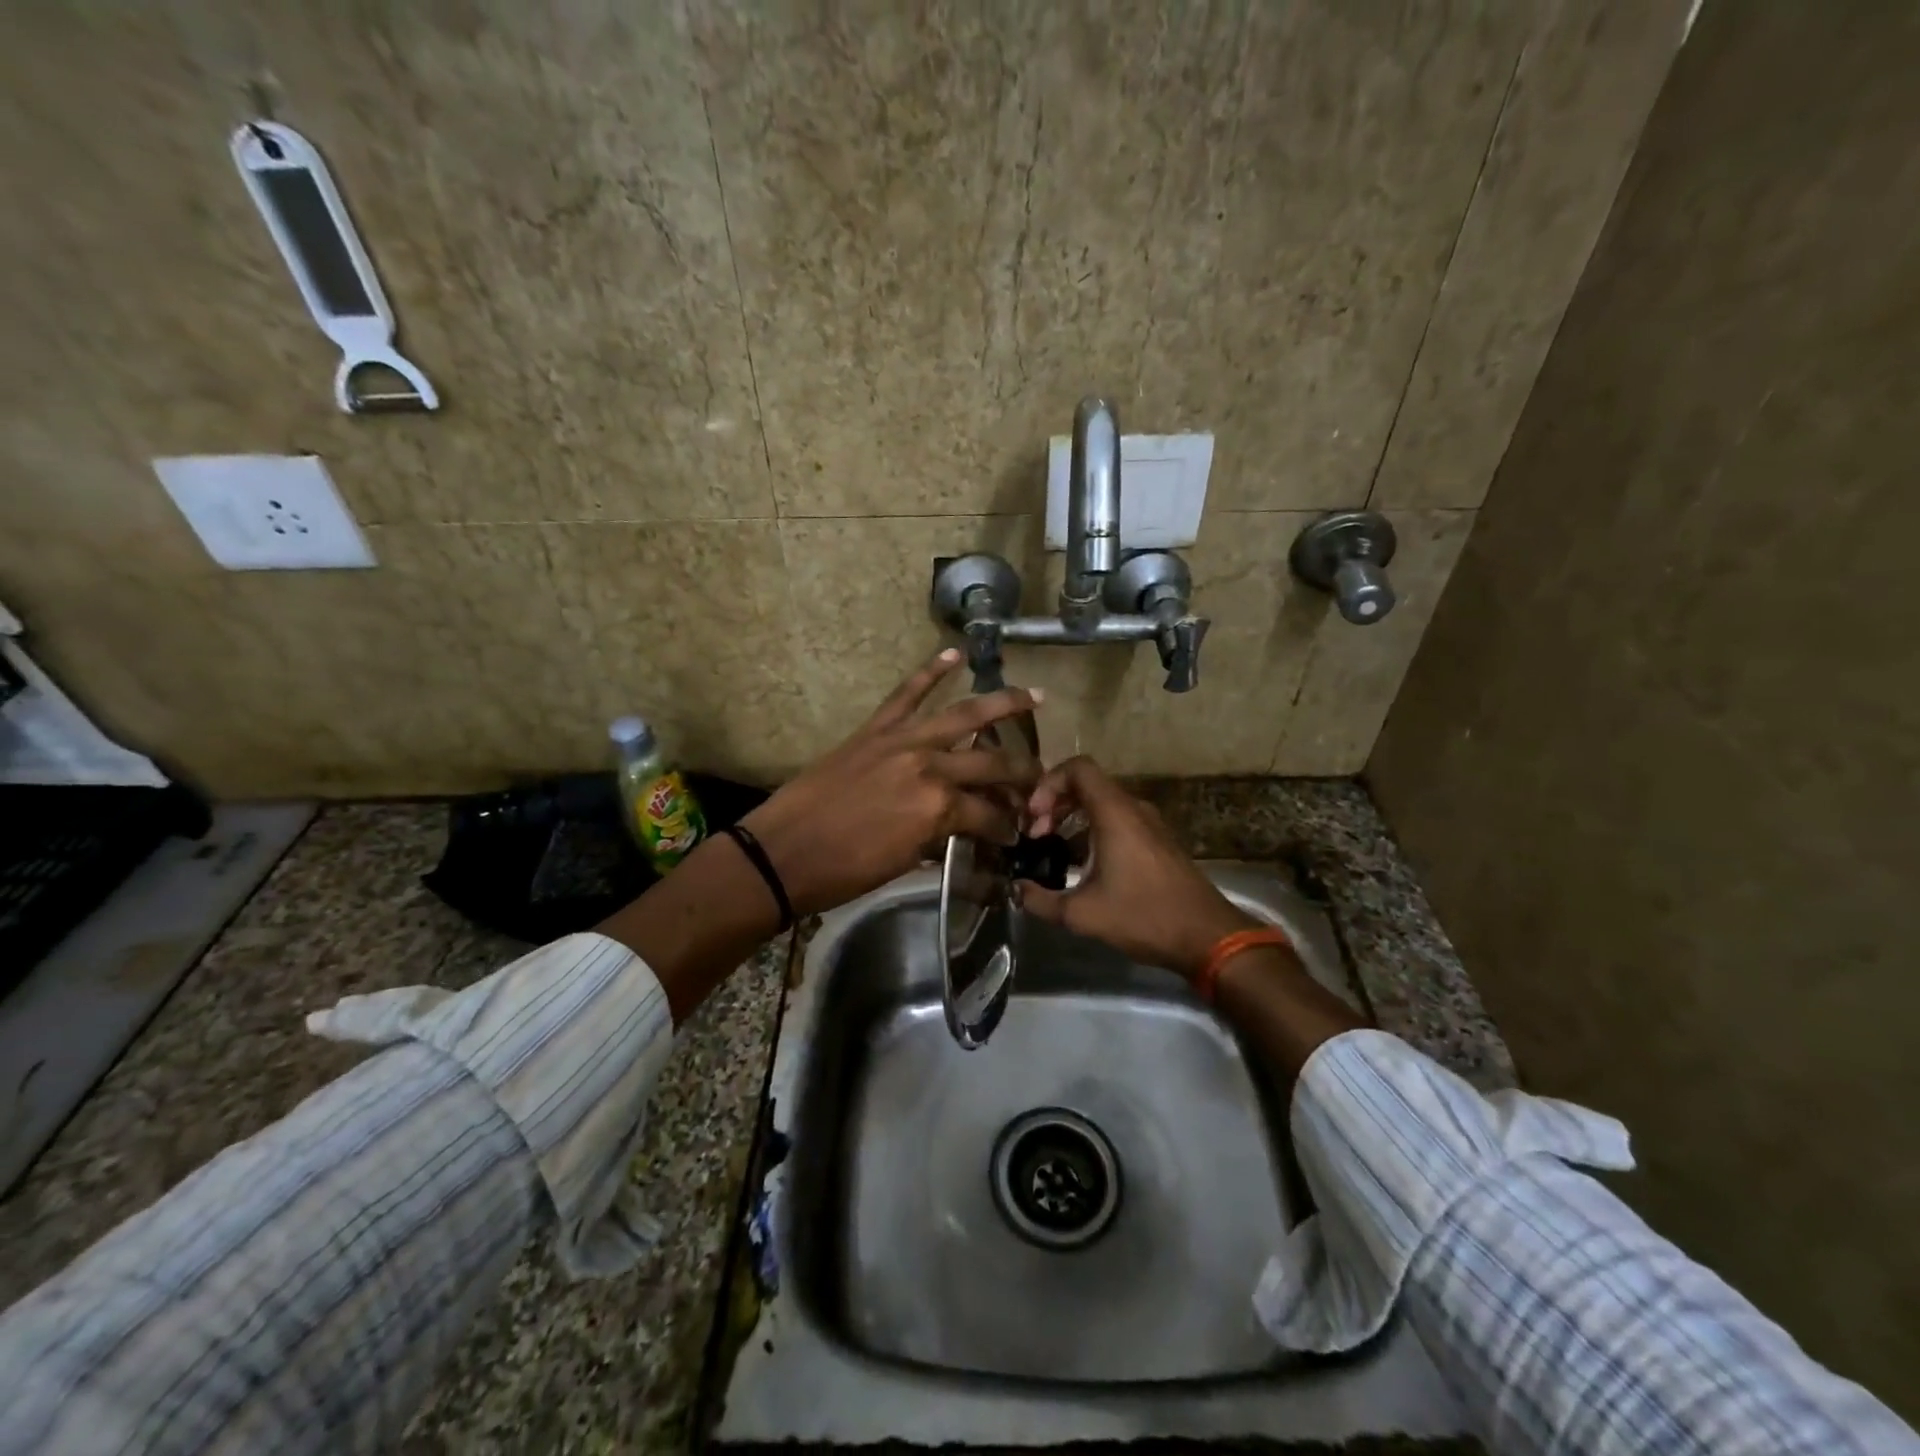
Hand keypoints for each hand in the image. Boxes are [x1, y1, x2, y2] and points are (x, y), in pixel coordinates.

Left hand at [741, 650, 1042, 916]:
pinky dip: (930, 671)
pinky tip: (954, 654)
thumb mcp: (904, 862)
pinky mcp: (875, 729)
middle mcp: (930, 766)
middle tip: (1039, 778)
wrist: (783, 852)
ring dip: (1002, 703)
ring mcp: (902, 741)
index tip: (1016, 834)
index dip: (1007, 827)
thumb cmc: (844, 872)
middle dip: (1022, 774)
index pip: (990, 815)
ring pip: (963, 716)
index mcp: (940, 808)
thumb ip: (940, 837)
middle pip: (990, 764)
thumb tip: (964, 827)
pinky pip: (906, 694)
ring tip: (1033, 696)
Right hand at [1018, 756, 1257, 979]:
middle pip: (1087, 784)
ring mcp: (1149, 824)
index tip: (1032, 816)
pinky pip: (1118, 819)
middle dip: (1055, 802)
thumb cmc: (1144, 916)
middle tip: (1035, 834)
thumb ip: (1040, 901)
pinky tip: (1081, 862)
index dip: (1048, 783)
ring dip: (1073, 816)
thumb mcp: (1083, 914)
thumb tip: (1016, 890)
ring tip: (1052, 846)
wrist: (1207, 936)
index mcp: (1115, 813)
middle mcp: (1134, 809)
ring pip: (1103, 802)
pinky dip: (1093, 828)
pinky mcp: (1158, 841)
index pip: (1078, 768)